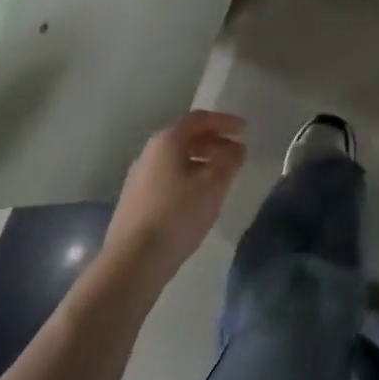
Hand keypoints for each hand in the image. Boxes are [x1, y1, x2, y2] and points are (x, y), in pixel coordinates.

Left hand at [104, 111, 247, 286]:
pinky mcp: (136, 198)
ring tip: (223, 176)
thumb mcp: (213, 186)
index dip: (224, 121)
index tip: (244, 129)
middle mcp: (150, 152)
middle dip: (214, 142)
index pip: (198, 119)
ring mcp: (139, 176)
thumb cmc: (177, 215)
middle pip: (186, 137)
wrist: (133, 260)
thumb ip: (229, 162)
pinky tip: (200, 196)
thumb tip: (237, 148)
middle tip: (237, 153)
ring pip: (177, 158)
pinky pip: (169, 176)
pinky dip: (189, 176)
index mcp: (167, 142)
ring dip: (202, 160)